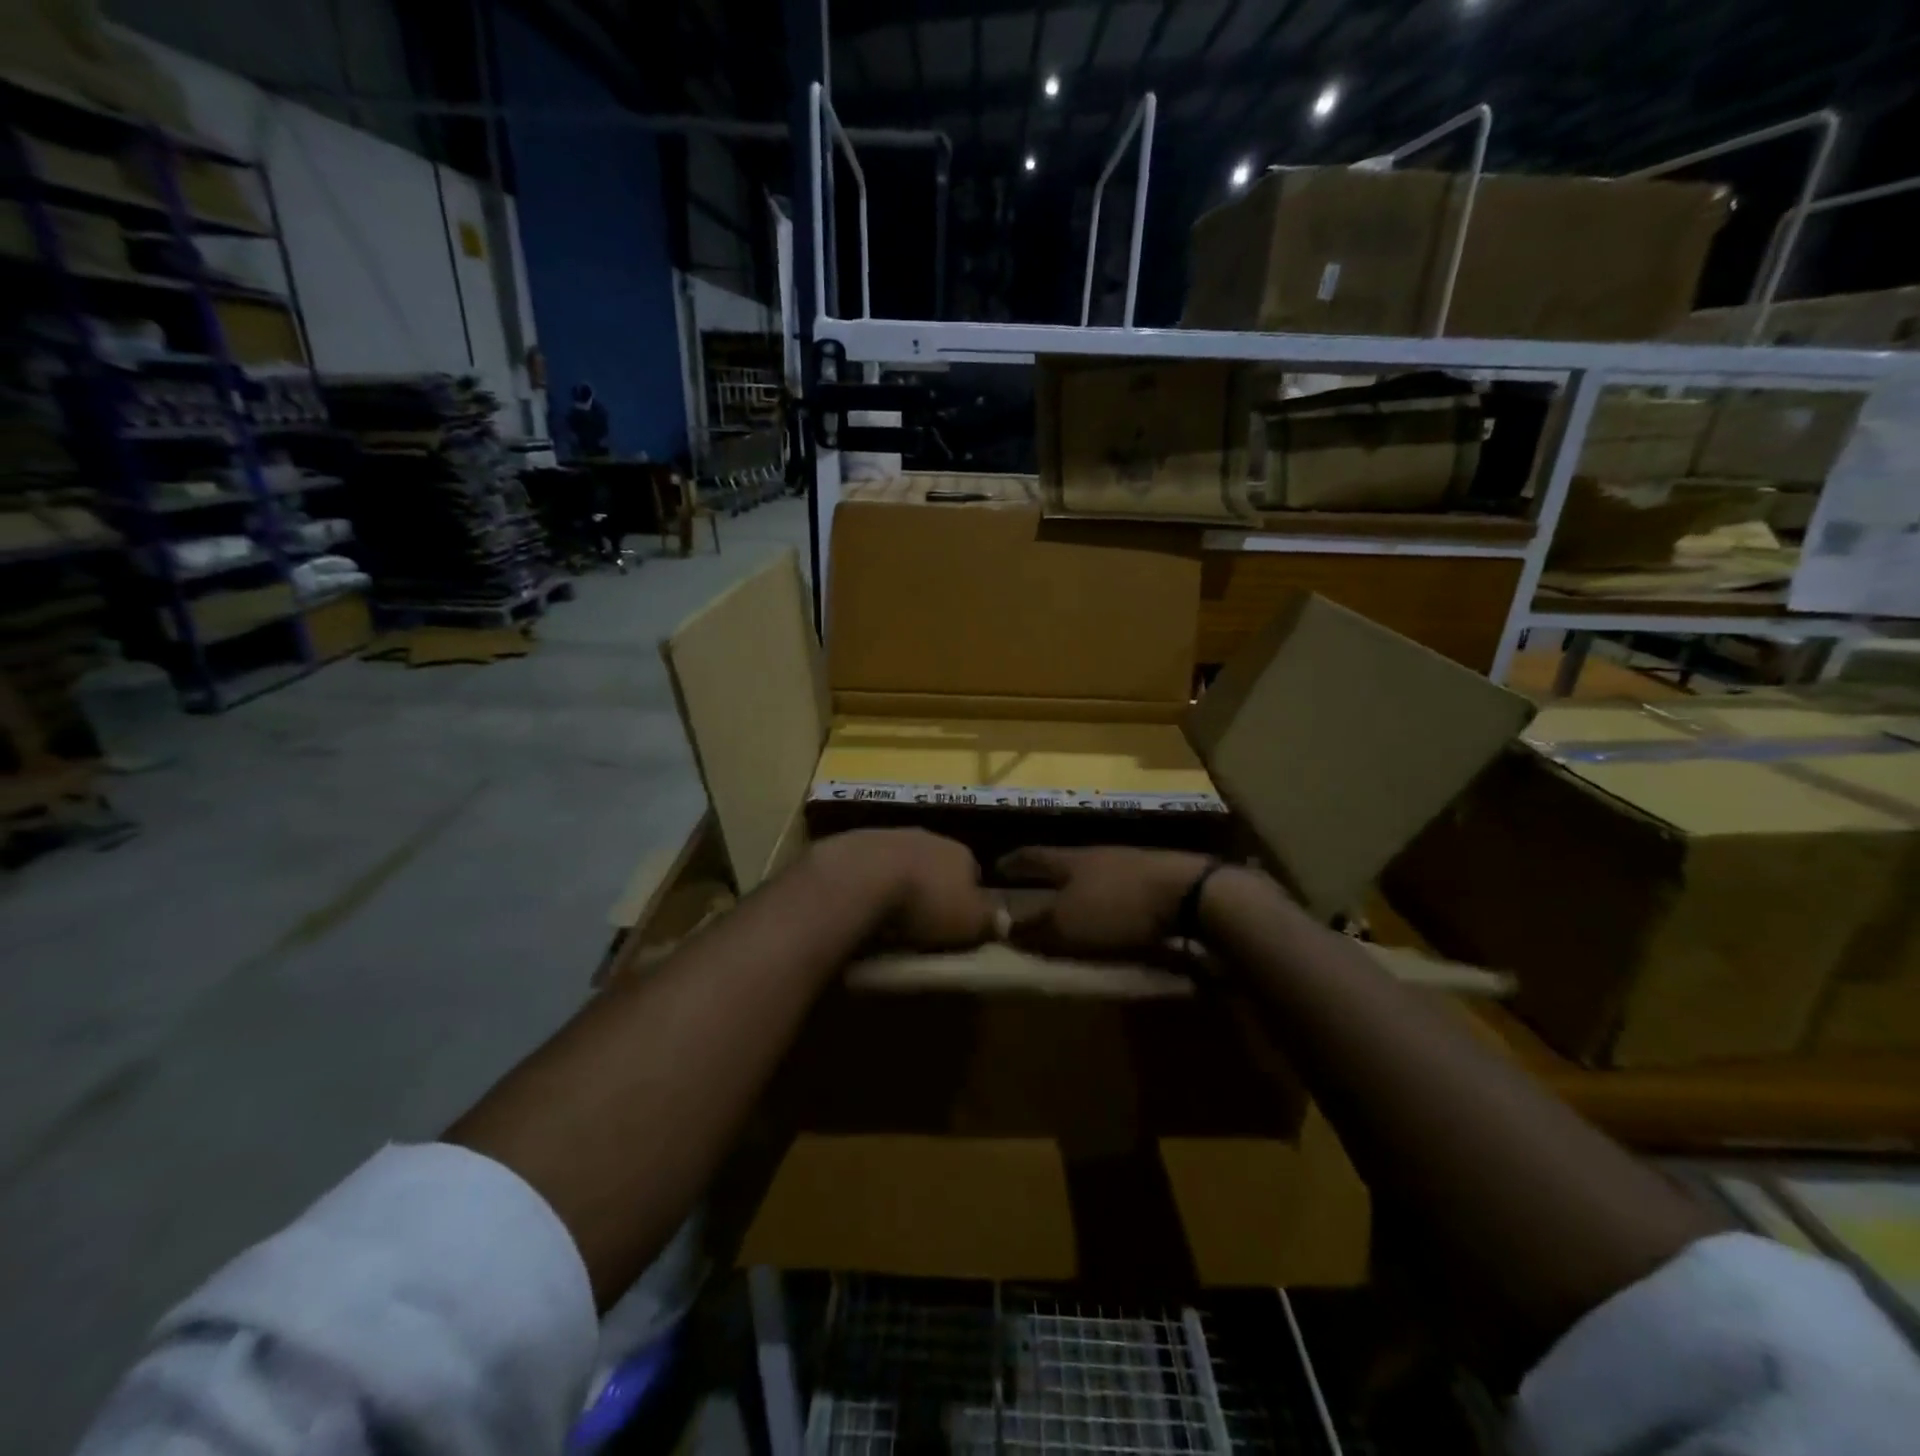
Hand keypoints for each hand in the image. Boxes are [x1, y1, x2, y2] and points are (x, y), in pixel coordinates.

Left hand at [807, 829, 998, 951]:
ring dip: (898, 881)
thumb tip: (1004, 920)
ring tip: (889, 915)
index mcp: (959, 852)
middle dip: (931, 885)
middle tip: (923, 919)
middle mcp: (927, 836)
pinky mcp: (853, 843)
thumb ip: (989, 920)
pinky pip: (868, 865)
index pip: (973, 871)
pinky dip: (868, 881)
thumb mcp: (970, 921)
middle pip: (935, 863)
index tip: (958, 922)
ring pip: (901, 860)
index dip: (968, 896)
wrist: (861, 877)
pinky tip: (862, 903)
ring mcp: (888, 835)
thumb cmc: (925, 902)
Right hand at [997, 845, 1214, 958]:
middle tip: (1032, 888)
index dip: (1013, 862)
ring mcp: (1129, 863)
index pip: (1032, 857)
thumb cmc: (1117, 906)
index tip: (996, 866)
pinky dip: (1108, 900)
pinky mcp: (1156, 877)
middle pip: (1064, 862)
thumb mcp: (1069, 924)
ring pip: (1093, 874)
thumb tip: (1005, 928)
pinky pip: (1119, 887)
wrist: (1187, 892)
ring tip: (1071, 905)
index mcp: (1069, 860)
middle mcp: (1096, 855)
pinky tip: (1112, 913)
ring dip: (1079, 888)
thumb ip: (1036, 928)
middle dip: (1047, 876)